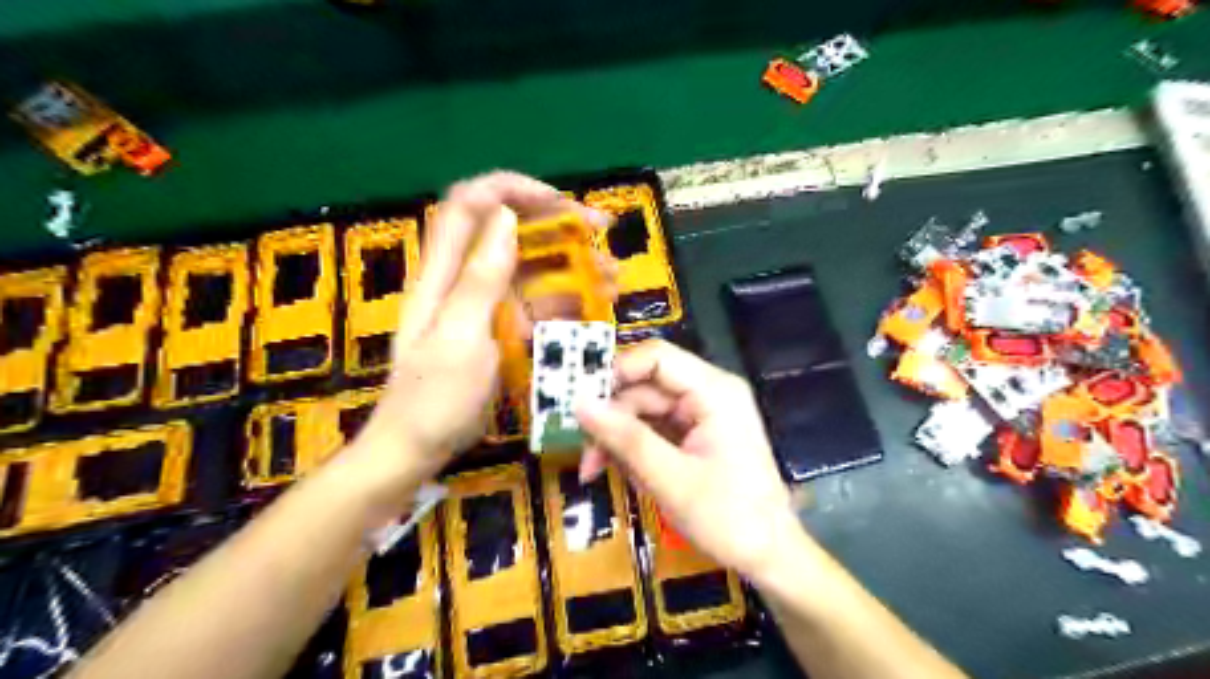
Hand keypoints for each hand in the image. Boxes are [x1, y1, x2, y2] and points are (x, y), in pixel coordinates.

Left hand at [351, 172, 615, 494]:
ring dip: (573, 264)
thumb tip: (506, 215)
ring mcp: (486, 305)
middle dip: (557, 224)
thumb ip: (480, 279)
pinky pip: (538, 303)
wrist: (418, 449)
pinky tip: (597, 305)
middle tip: (603, 232)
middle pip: (510, 230)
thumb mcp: (458, 338)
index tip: (560, 203)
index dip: (513, 189)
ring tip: (613, 276)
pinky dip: (568, 299)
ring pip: (531, 267)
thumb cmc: (432, 398)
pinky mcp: (501, 329)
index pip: (471, 204)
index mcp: (443, 272)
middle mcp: (465, 278)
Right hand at [573, 342, 801, 581]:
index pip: (656, 358)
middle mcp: (708, 393)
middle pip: (645, 387)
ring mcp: (702, 415)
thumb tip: (579, 403)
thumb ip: (624, 437)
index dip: (615, 371)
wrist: (770, 557)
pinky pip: (654, 430)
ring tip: (594, 471)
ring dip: (617, 438)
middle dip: (611, 418)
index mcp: (713, 391)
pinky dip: (633, 449)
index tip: (580, 400)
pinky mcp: (695, 435)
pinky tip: (619, 472)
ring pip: (644, 410)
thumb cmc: (728, 517)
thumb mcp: (669, 478)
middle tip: (582, 452)